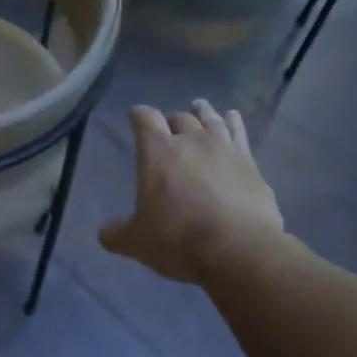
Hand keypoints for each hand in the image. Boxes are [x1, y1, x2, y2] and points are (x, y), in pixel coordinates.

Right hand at [100, 101, 286, 284]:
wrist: (238, 249)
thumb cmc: (178, 239)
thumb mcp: (136, 242)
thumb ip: (116, 234)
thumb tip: (105, 233)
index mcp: (157, 152)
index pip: (144, 119)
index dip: (138, 115)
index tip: (135, 116)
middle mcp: (191, 141)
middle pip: (180, 117)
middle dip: (171, 120)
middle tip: (168, 127)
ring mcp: (225, 149)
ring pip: (211, 119)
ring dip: (202, 113)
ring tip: (199, 107)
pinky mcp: (250, 163)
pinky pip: (239, 133)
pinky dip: (233, 123)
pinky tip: (233, 118)